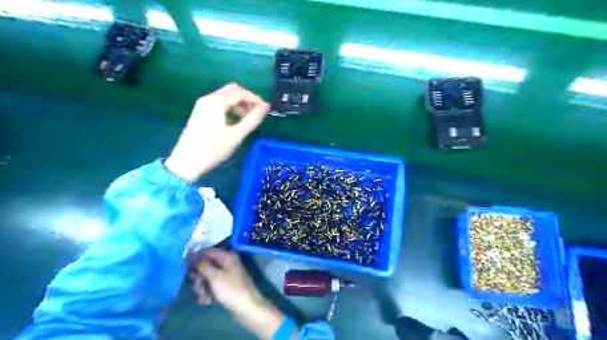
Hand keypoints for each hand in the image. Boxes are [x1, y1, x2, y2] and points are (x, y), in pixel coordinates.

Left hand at [166, 84, 269, 181]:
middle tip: (256, 113)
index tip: (265, 110)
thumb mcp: (236, 135)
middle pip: (232, 90)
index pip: (240, 92)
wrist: (187, 162)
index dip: (255, 99)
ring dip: (239, 104)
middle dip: (247, 99)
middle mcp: (208, 98)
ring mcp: (202, 105)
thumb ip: (252, 119)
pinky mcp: (200, 112)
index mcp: (217, 102)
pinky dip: (230, 108)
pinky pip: (218, 104)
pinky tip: (235, 122)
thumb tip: (266, 107)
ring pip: (225, 97)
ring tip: (247, 120)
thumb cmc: (213, 149)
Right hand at [196, 248, 286, 339]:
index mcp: (227, 256)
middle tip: (197, 287)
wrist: (247, 306)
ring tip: (203, 296)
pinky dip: (208, 292)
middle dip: (199, 277)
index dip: (196, 258)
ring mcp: (227, 274)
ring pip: (208, 277)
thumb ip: (202, 265)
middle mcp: (228, 262)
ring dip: (202, 287)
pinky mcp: (226, 285)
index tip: (186, 268)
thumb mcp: (214, 276)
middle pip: (206, 265)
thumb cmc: (231, 289)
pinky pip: (213, 285)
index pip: (207, 251)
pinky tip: (207, 300)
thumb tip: (192, 255)